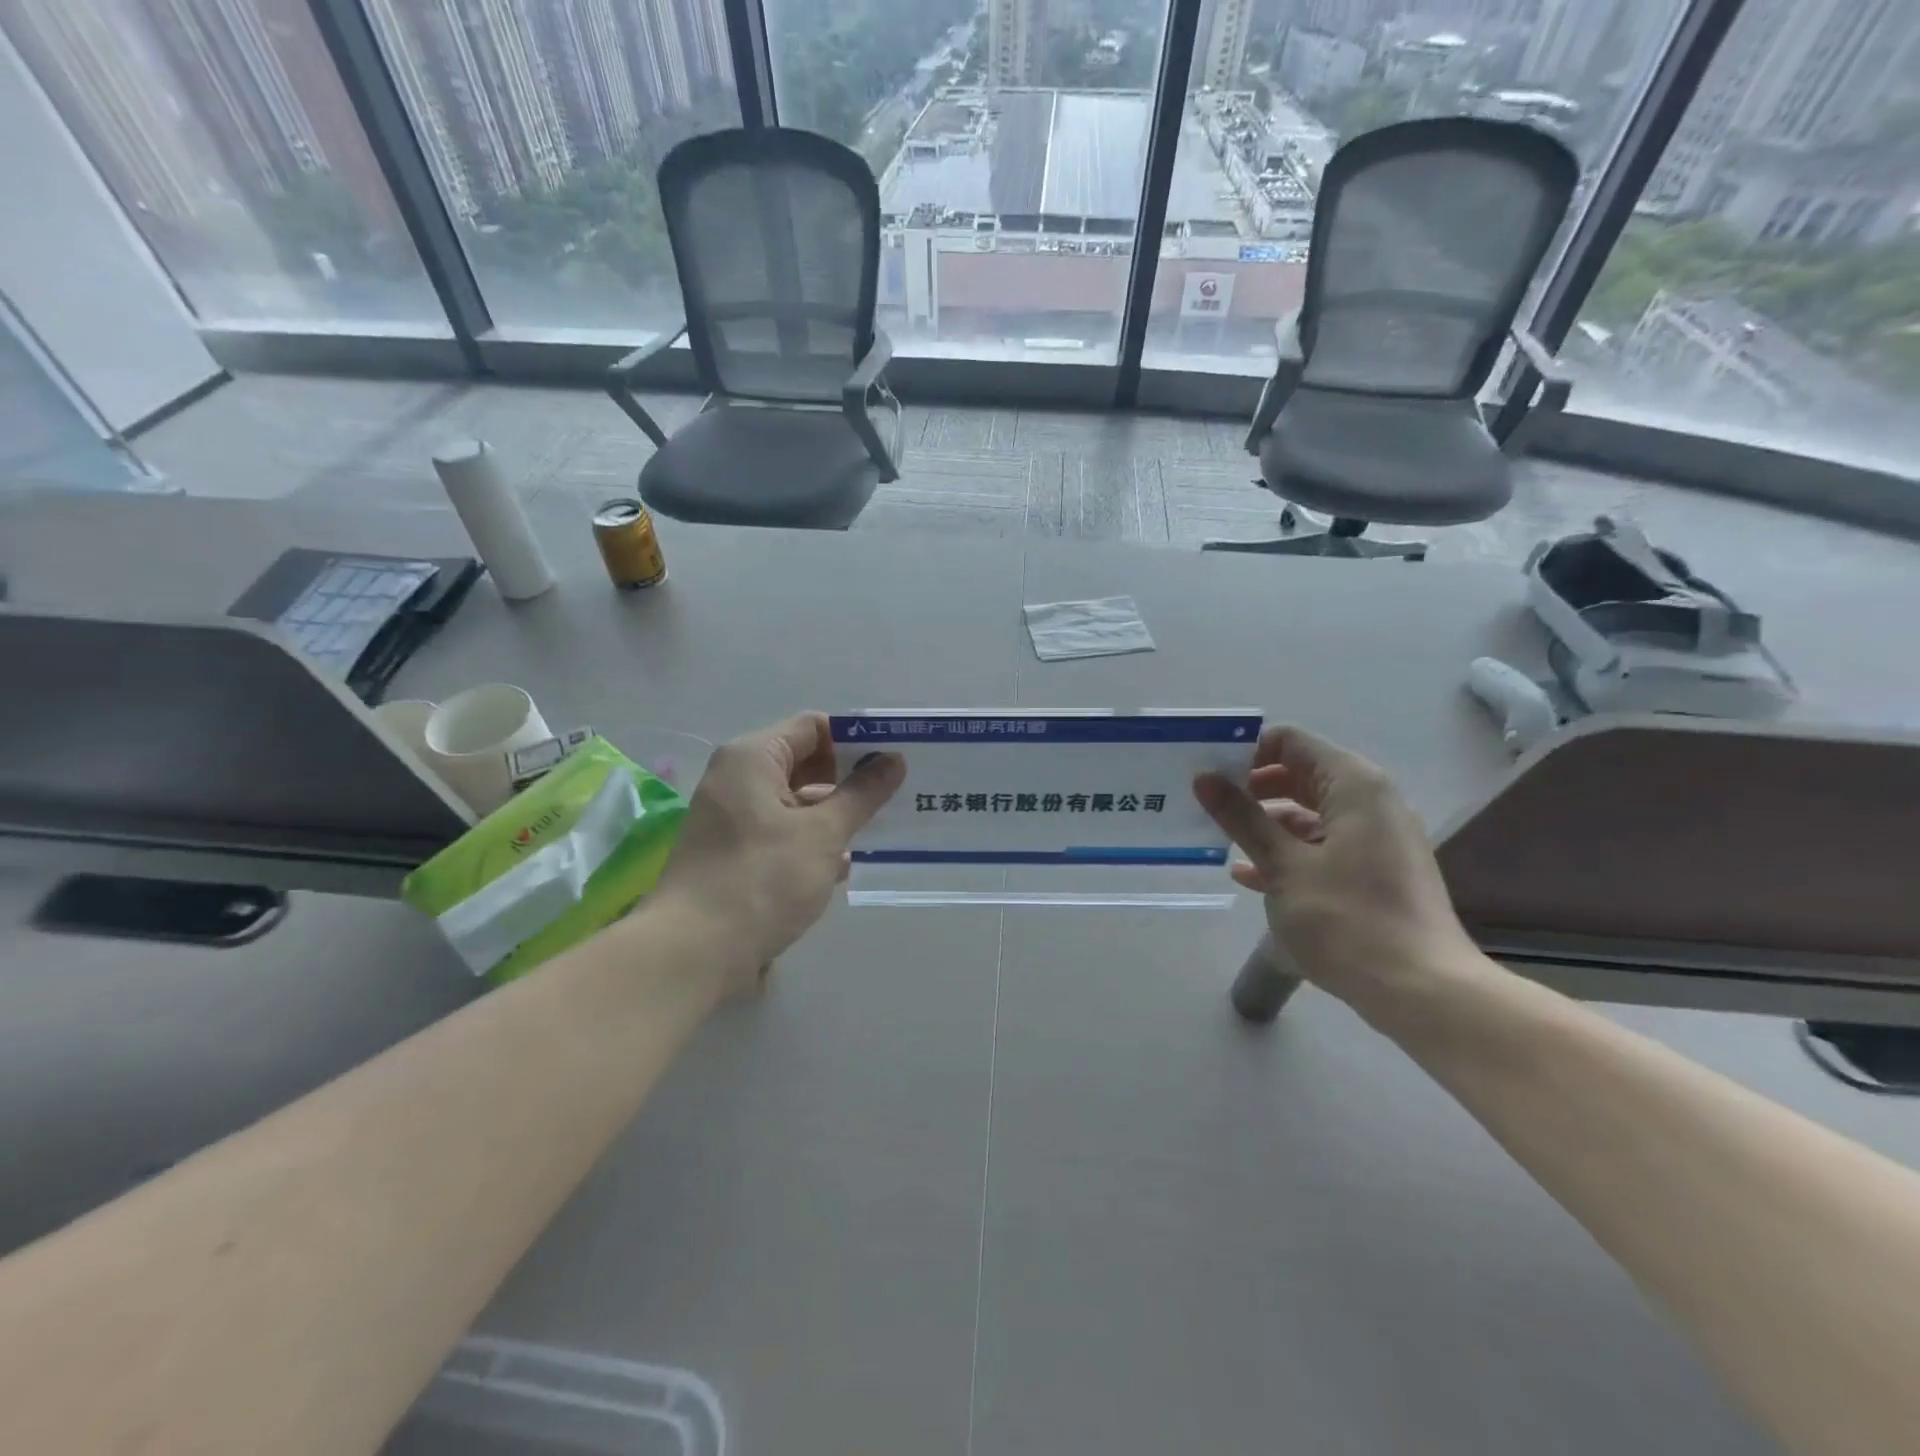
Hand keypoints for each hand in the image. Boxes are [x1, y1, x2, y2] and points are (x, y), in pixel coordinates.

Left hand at [653, 713, 903, 997]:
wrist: (693, 953)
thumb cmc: (761, 880)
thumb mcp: (822, 833)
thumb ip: (861, 794)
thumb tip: (894, 759)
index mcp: (753, 758)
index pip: (814, 727)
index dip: (857, 739)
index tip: (895, 760)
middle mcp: (738, 780)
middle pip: (805, 763)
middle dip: (850, 780)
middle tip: (898, 796)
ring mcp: (734, 819)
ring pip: (796, 803)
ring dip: (835, 816)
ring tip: (881, 831)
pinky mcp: (735, 854)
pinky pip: (782, 833)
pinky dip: (812, 842)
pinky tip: (844, 866)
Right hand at [1194, 726, 1482, 1020]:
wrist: (1421, 992)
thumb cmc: (1347, 919)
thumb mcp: (1284, 865)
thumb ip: (1242, 817)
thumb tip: (1205, 778)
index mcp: (1354, 786)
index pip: (1291, 743)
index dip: (1246, 752)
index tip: (1208, 774)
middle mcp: (1372, 801)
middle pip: (1300, 775)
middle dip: (1252, 789)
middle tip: (1206, 805)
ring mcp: (1377, 838)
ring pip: (1310, 813)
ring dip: (1265, 824)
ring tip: (1220, 840)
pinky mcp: (1376, 871)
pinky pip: (1324, 846)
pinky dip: (1289, 852)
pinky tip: (1249, 875)